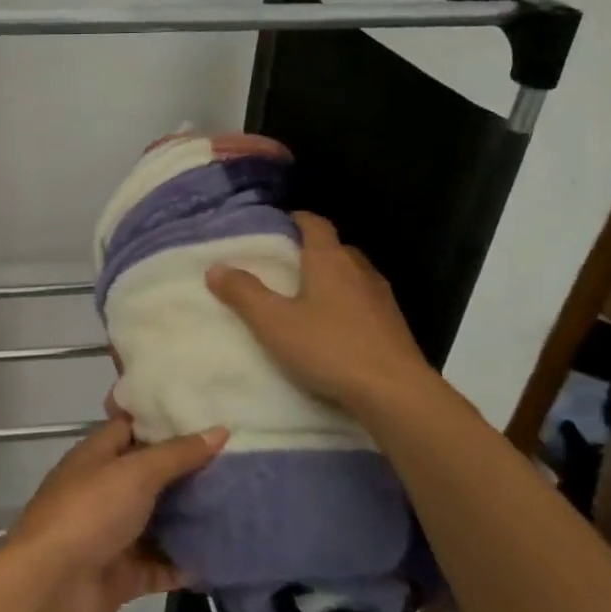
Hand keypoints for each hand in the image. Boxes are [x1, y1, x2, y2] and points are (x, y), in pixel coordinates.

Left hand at [3, 417, 224, 611]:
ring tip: (238, 507)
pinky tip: (223, 557)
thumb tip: (219, 430)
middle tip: (236, 463)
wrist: (51, 588)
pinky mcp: (122, 574)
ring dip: (191, 519)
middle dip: (188, 472)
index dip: (164, 421)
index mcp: (96, 456)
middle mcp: (103, 491)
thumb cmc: (89, 514)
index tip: (206, 416)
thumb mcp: (135, 472)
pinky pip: (160, 566)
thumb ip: (177, 454)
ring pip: (158, 522)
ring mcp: (111, 534)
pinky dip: (186, 564)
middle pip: (149, 475)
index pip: (131, 427)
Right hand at [205, 211, 435, 417]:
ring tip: (305, 296)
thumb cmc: (329, 348)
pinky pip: (364, 302)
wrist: (395, 392)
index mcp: (330, 260)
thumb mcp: (274, 322)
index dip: (297, 219)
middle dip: (311, 251)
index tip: (278, 224)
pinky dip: (346, 304)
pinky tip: (333, 328)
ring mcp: (381, 298)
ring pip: (352, 276)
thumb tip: (215, 268)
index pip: (315, 224)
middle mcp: (359, 270)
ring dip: (331, 279)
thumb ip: (244, 293)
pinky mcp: (393, 326)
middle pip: (335, 248)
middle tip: (284, 264)